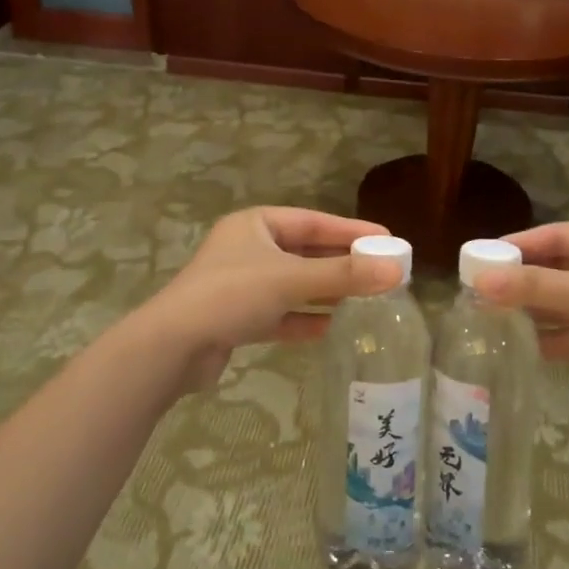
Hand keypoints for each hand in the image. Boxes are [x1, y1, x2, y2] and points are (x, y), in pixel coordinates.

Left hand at [135, 207, 401, 391]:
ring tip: (365, 299)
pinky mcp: (237, 318)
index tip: (387, 239)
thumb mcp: (290, 279)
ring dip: (325, 292)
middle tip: (381, 271)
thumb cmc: (232, 295)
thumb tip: (396, 270)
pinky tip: (331, 328)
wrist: (172, 347)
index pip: (314, 222)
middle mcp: (248, 249)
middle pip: (305, 252)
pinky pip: (280, 313)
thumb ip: (343, 275)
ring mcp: (241, 285)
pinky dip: (304, 318)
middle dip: (341, 263)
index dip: (351, 231)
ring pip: (293, 284)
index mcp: (256, 224)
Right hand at [474, 222, 568, 418]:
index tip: (483, 255)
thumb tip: (479, 282)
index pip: (558, 236)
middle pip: (557, 270)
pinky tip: (518, 344)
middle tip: (480, 288)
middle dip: (522, 280)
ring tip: (490, 316)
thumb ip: (536, 288)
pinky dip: (549, 338)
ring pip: (563, 304)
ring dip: (532, 310)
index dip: (521, 244)